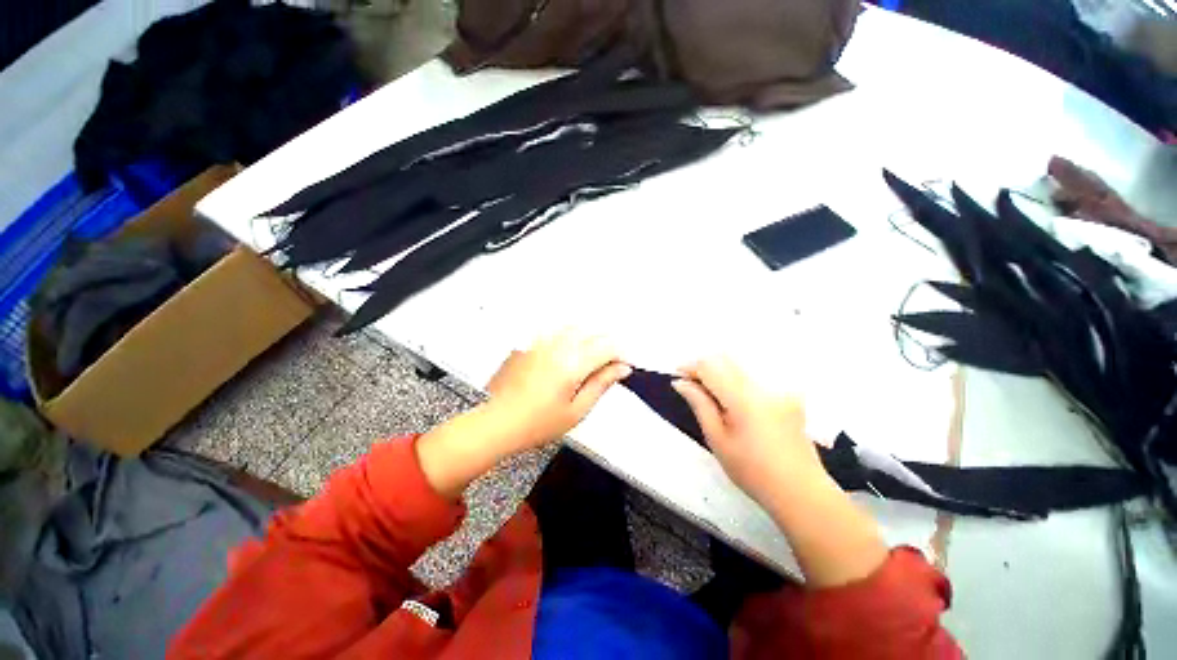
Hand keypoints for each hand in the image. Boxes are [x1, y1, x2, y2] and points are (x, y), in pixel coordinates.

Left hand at [483, 329, 631, 450]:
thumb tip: (621, 369)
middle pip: (593, 332)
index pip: (607, 347)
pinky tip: (570, 348)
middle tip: (611, 363)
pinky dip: (571, 335)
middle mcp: (557, 347)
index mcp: (572, 365)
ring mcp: (542, 342)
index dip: (621, 354)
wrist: (499, 422)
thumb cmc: (537, 423)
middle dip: (608, 344)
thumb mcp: (577, 411)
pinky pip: (557, 330)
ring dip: (590, 337)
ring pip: (576, 327)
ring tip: (593, 355)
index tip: (624, 365)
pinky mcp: (532, 343)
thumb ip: (601, 384)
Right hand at [673, 358, 886, 586]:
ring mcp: (780, 389)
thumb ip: (700, 404)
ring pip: (741, 366)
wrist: (800, 492)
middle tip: (691, 384)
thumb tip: (681, 383)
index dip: (691, 367)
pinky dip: (738, 380)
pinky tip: (734, 401)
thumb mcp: (717, 439)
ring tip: (710, 392)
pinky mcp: (789, 396)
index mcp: (743, 398)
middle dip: (705, 367)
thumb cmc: (752, 471)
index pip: (711, 367)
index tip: (678, 376)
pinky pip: (757, 377)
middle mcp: (764, 386)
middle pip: (726, 360)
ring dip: (720, 372)